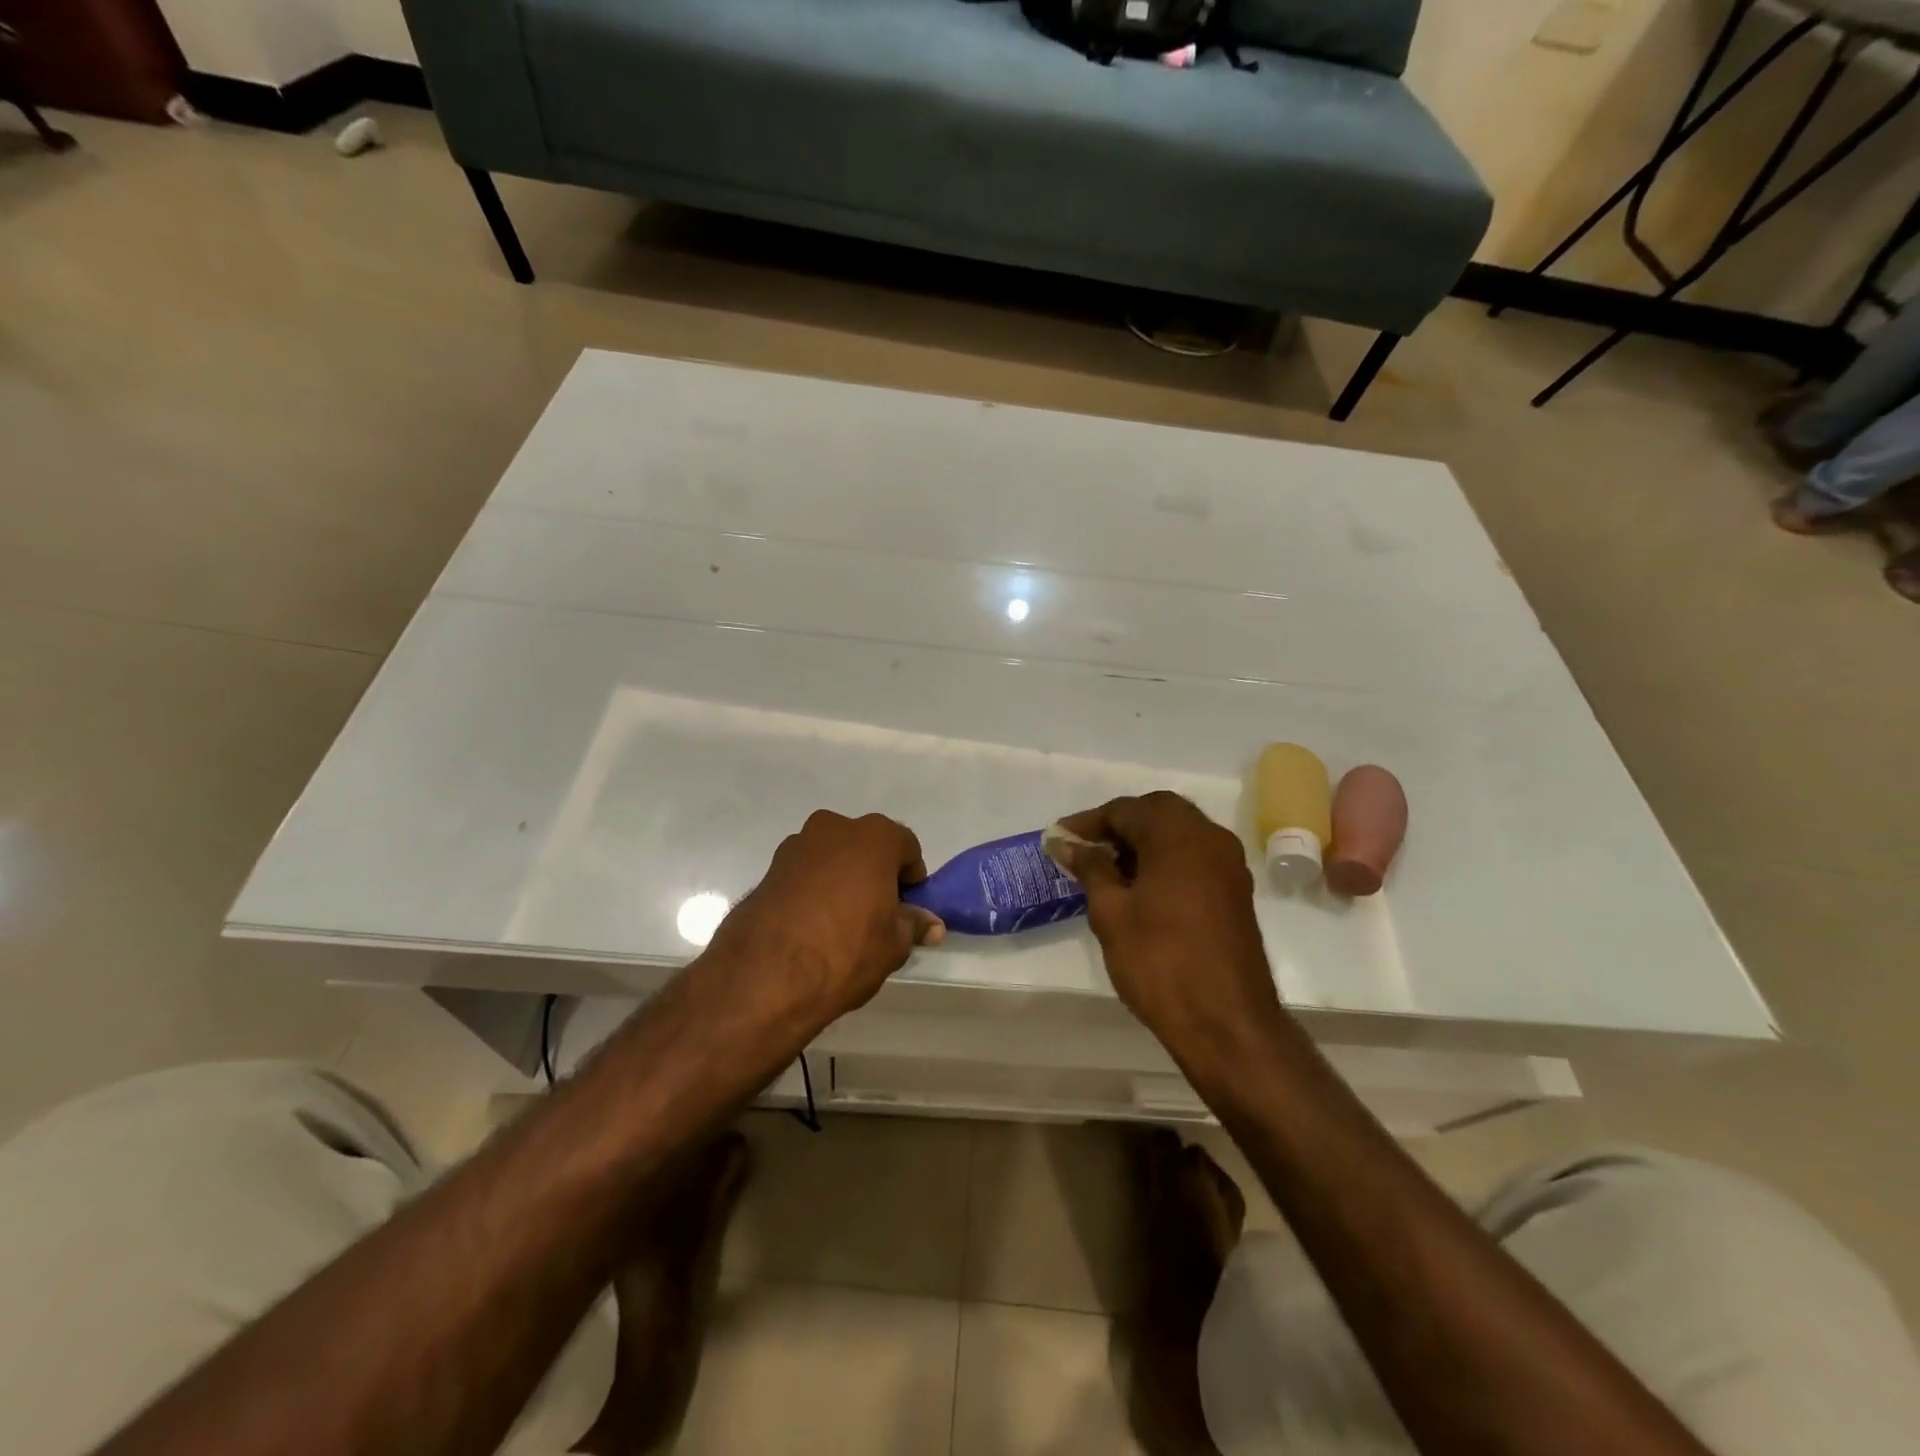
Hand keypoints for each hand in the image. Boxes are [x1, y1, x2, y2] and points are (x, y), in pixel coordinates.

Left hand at [701, 811, 945, 1030]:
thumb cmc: (845, 951)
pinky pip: (804, 874)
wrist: (764, 975)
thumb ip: (912, 925)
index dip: (911, 877)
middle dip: (874, 873)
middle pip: (866, 846)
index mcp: (873, 837)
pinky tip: (811, 926)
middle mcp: (834, 829)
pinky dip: (812, 890)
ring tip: (840, 922)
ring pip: (831, 857)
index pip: (906, 846)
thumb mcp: (893, 945)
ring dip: (841, 879)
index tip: (907, 907)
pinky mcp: (768, 869)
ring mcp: (795, 846)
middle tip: (877, 913)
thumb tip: (930, 924)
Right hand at [1051, 793, 1283, 1064]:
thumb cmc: (1160, 962)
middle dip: (1118, 825)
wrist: (1227, 1023)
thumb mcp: (1111, 912)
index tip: (1058, 839)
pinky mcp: (1235, 890)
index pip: (1125, 809)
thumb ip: (1090, 868)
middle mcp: (1210, 838)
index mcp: (1178, 835)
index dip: (1088, 822)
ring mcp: (1228, 864)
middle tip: (1085, 849)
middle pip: (1157, 812)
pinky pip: (1194, 856)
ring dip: (1143, 842)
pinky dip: (1165, 859)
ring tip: (1106, 870)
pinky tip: (1139, 888)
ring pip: (1178, 833)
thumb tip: (1066, 842)